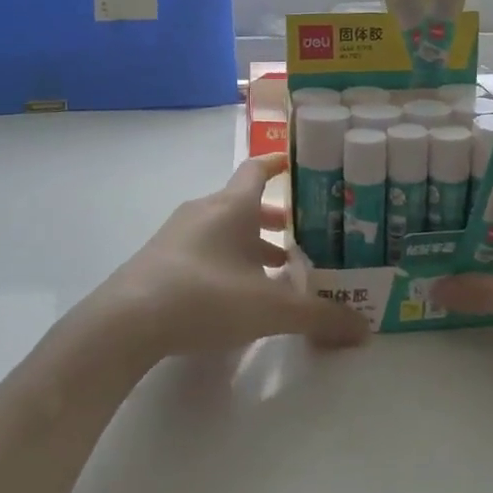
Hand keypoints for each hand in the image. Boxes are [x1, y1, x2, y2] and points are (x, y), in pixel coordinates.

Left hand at [88, 154, 370, 360]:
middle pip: (244, 203)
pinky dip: (227, 260)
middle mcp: (204, 211)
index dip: (280, 163)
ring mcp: (178, 235)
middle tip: (302, 236)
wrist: (127, 321)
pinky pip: (204, 248)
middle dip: (274, 219)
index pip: (258, 168)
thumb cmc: (206, 296)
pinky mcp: (160, 260)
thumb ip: (319, 317)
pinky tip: (237, 293)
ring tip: (277, 270)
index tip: (299, 163)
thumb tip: (364, 329)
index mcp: (232, 206)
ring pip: (224, 229)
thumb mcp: (271, 310)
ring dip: (250, 243)